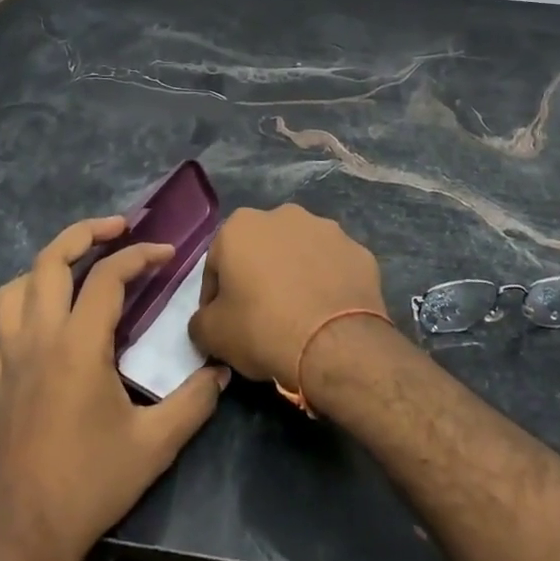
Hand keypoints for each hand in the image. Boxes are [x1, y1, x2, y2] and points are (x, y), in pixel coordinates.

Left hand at [0, 216, 227, 560]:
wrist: (21, 538)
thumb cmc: (90, 486)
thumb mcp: (155, 445)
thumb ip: (194, 401)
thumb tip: (222, 370)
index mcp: (77, 346)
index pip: (107, 277)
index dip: (139, 255)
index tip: (167, 253)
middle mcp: (38, 339)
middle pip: (49, 261)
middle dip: (84, 233)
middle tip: (117, 227)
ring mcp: (9, 357)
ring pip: (17, 286)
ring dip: (47, 264)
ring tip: (78, 267)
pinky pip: (4, 320)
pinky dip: (27, 300)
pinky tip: (51, 320)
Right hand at [189, 205, 386, 389]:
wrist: (336, 345)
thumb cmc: (263, 329)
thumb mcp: (212, 334)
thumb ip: (200, 321)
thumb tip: (206, 321)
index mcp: (240, 226)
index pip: (217, 264)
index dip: (215, 296)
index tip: (223, 323)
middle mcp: (284, 215)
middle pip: (261, 251)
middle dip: (258, 277)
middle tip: (260, 316)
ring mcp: (327, 230)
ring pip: (299, 254)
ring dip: (294, 275)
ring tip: (298, 314)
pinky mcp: (359, 251)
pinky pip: (333, 268)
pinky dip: (327, 284)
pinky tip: (326, 313)